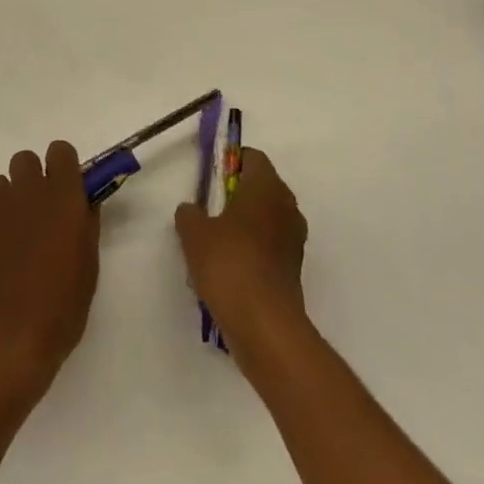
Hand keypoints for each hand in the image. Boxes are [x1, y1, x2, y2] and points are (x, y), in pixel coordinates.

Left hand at [0, 142, 99, 396]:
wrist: (5, 341)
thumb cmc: (60, 308)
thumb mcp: (88, 265)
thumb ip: (85, 224)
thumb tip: (83, 203)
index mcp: (62, 195)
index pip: (60, 151)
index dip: (62, 166)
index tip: (65, 189)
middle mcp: (26, 191)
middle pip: (25, 160)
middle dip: (31, 180)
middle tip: (38, 215)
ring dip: (7, 203)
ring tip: (11, 240)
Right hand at [175, 147, 308, 357]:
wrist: (265, 326)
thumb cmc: (229, 264)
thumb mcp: (194, 233)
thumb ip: (189, 213)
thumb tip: (192, 210)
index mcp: (266, 186)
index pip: (252, 157)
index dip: (230, 163)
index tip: (210, 180)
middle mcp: (286, 206)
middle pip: (260, 187)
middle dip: (236, 195)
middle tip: (209, 211)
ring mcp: (294, 239)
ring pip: (266, 218)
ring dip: (245, 225)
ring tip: (217, 244)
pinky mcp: (294, 269)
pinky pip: (270, 246)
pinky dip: (253, 251)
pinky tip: (230, 270)